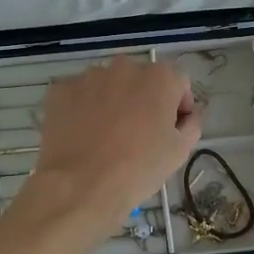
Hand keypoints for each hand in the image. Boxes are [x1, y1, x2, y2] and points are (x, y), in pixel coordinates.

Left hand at [25, 57, 200, 236]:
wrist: (82, 186)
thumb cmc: (139, 168)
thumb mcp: (180, 150)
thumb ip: (192, 123)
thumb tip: (190, 113)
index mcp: (160, 77)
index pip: (178, 83)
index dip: (178, 106)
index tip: (171, 129)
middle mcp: (125, 66)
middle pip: (141, 80)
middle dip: (143, 99)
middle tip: (139, 132)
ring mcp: (89, 76)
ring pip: (108, 85)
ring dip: (112, 101)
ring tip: (107, 135)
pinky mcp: (61, 89)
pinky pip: (79, 94)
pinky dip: (83, 108)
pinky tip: (83, 134)